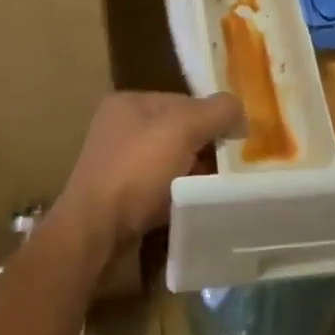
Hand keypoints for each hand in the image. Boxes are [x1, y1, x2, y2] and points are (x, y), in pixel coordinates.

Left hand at [55, 92, 243, 251]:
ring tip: (219, 189)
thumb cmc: (137, 170)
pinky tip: (195, 207)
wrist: (94, 234)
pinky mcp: (120, 200)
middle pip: (178, 131)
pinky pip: (160, 190)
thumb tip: (240, 111)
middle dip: (204, 147)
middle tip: (232, 166)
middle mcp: (120, 128)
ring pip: (170, 163)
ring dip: (193, 175)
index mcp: (129, 102)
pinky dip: (179, 196)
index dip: (212, 116)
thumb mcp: (184, 128)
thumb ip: (217, 111)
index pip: (183, 100)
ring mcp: (118, 166)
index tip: (237, 139)